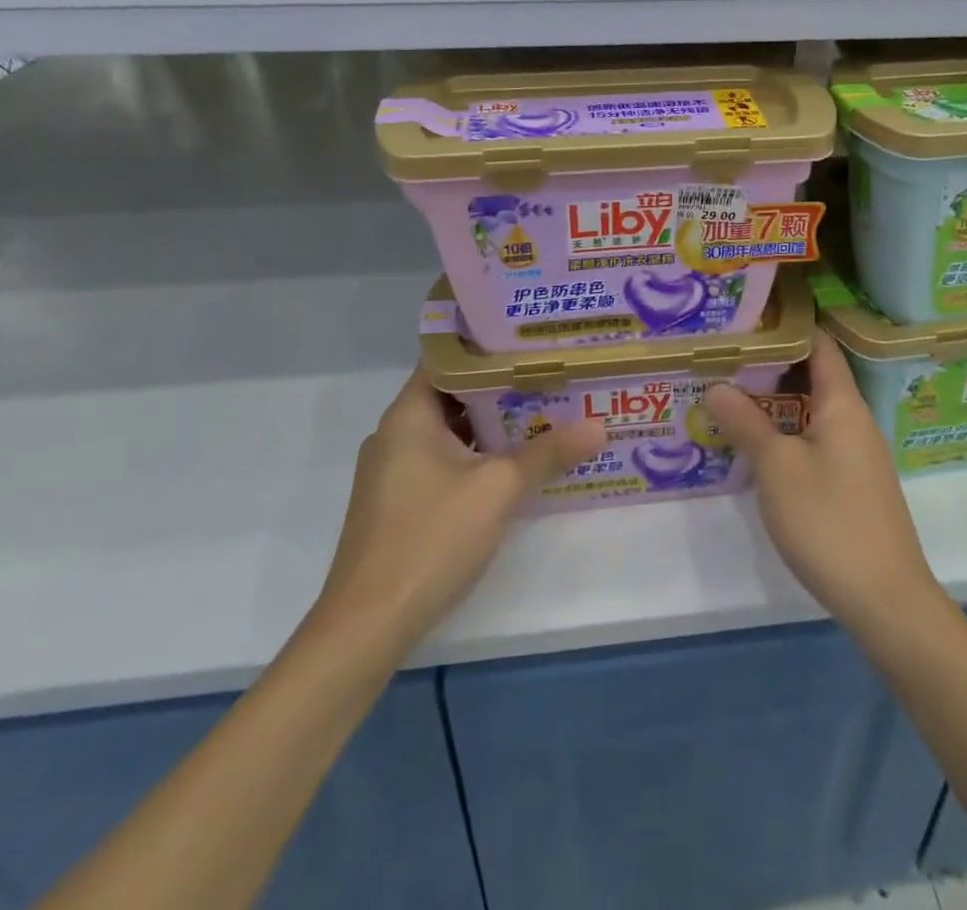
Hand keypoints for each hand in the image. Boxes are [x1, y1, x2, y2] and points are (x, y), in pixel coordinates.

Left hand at [308, 370, 605, 653]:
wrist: (366, 626)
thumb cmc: (430, 539)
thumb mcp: (499, 489)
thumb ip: (548, 453)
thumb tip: (599, 427)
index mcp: (409, 416)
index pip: (447, 359)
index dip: (488, 346)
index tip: (530, 341)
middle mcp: (395, 434)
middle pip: (452, 394)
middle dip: (500, 387)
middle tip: (549, 376)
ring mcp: (393, 472)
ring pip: (449, 432)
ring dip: (491, 425)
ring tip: (542, 413)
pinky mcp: (398, 503)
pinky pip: (441, 461)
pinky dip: (475, 455)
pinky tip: (512, 465)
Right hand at [704, 330, 945, 636]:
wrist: (885, 599)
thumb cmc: (828, 520)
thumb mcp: (777, 468)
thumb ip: (746, 423)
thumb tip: (716, 385)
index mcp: (844, 404)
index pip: (820, 345)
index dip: (789, 326)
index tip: (751, 317)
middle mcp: (856, 421)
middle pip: (815, 376)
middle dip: (773, 365)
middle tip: (728, 357)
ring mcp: (858, 455)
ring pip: (814, 412)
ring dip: (778, 403)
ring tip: (734, 395)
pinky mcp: (855, 485)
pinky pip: (819, 441)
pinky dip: (790, 432)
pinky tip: (760, 447)